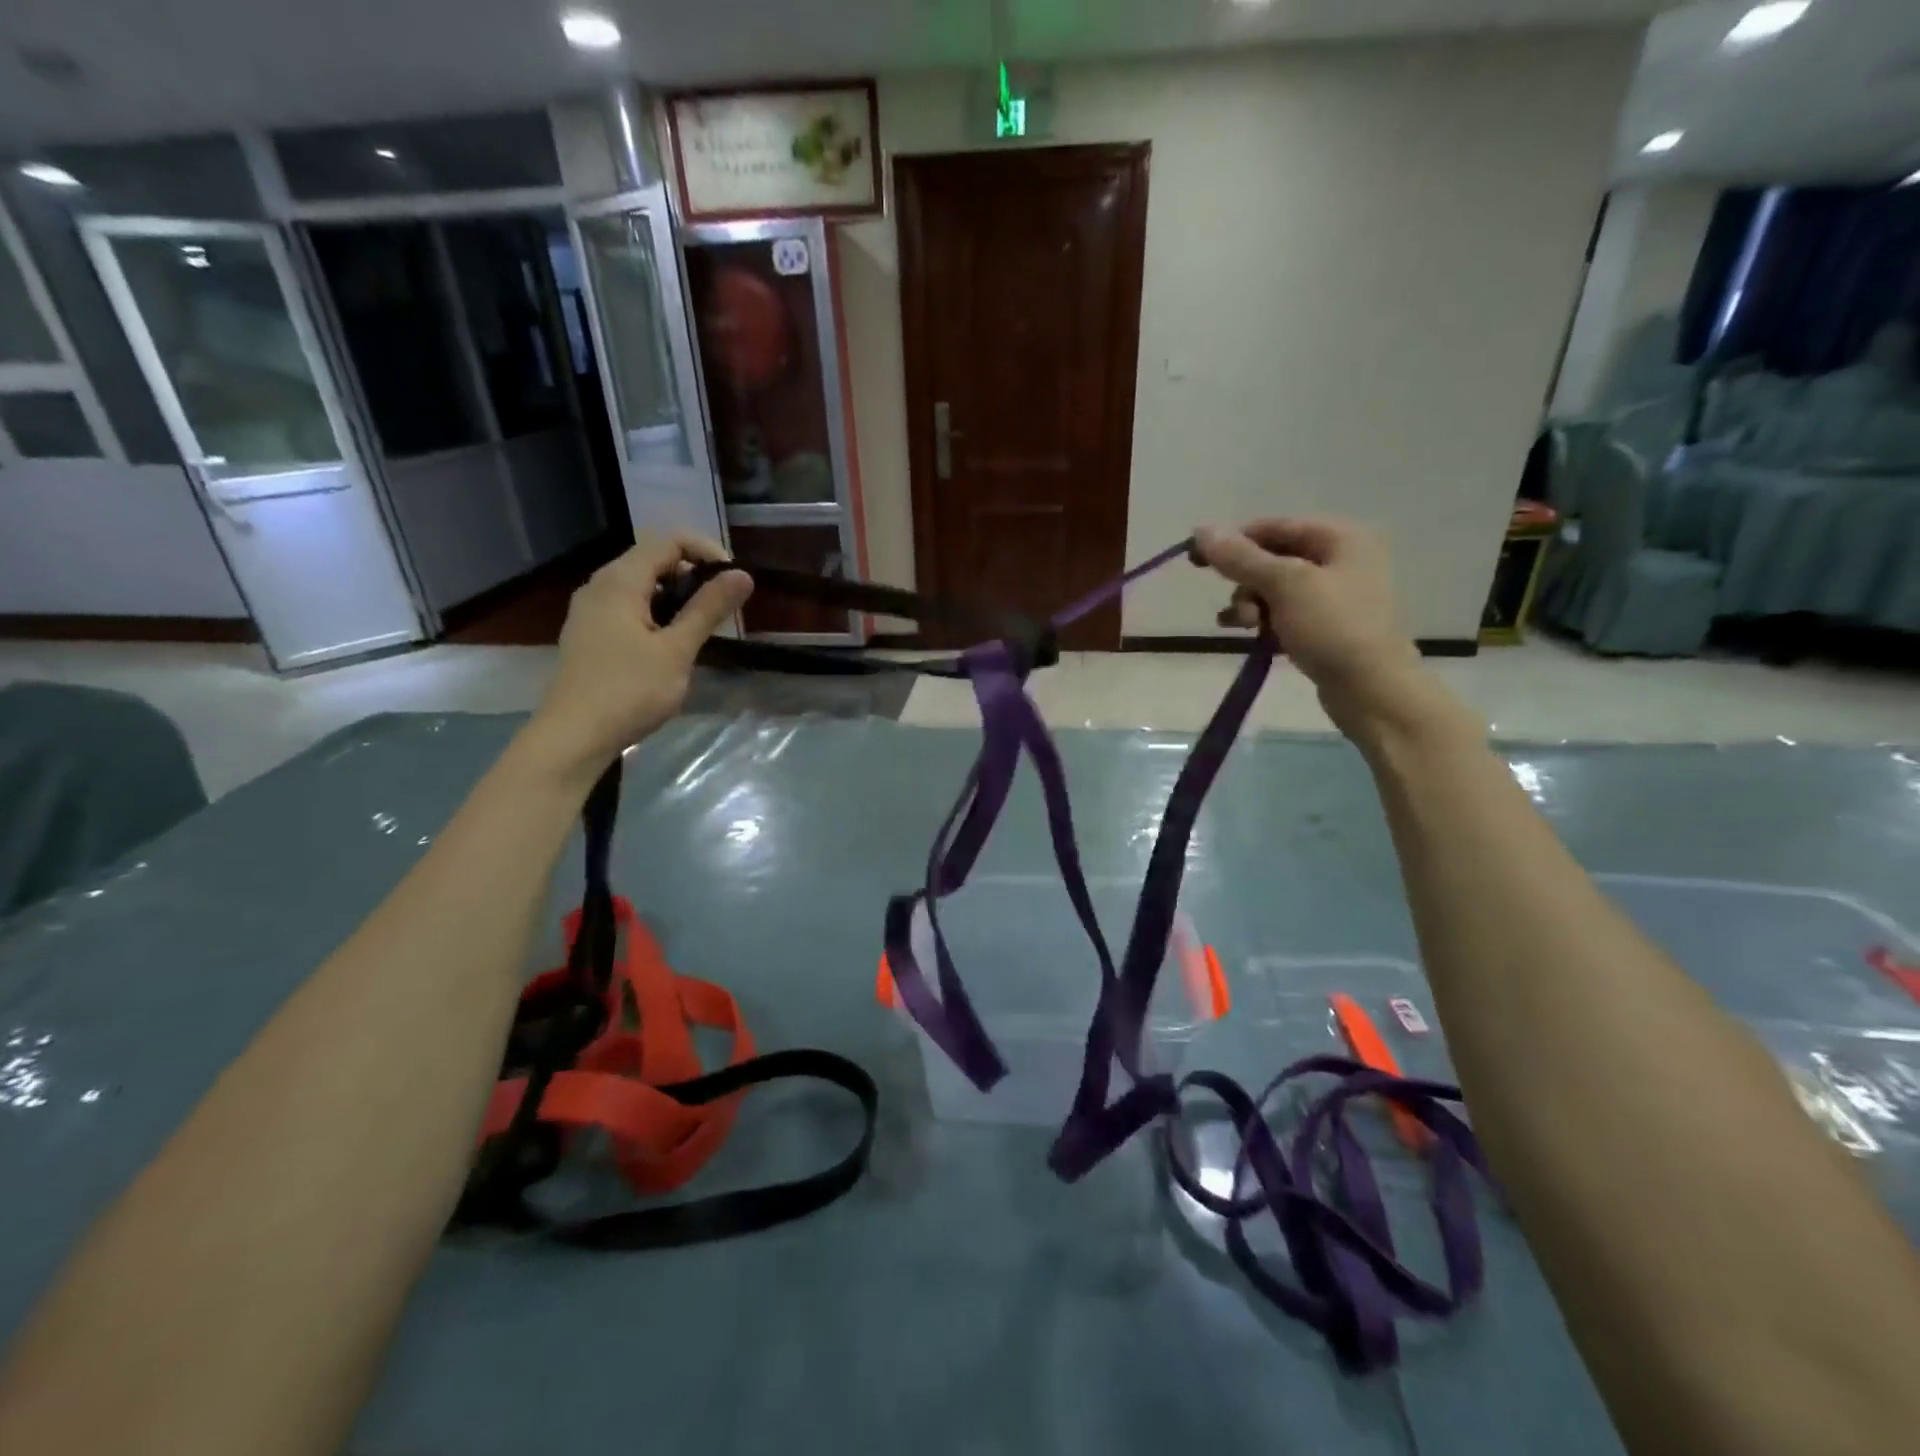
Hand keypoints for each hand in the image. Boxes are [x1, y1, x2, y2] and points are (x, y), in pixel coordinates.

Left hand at [522, 533, 751, 779]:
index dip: (707, 552)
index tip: (734, 582)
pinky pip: (628, 606)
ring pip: (641, 585)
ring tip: (702, 626)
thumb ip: (708, 608)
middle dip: (694, 575)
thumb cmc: (629, 690)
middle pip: (653, 559)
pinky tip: (670, 643)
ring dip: (676, 596)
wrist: (573, 736)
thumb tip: (743, 575)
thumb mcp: (677, 650)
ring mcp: (590, 610)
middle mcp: (600, 585)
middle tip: (723, 607)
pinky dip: (656, 612)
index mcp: (620, 581)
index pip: (669, 541)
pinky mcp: (589, 633)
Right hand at [1192, 517, 1427, 738]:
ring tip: (1244, 626)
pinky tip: (1248, 634)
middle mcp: (1342, 558)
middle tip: (1236, 608)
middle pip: (1273, 557)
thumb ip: (1241, 557)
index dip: (1234, 541)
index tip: (1197, 561)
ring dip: (1250, 603)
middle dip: (1245, 581)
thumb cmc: (1333, 628)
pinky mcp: (1328, 624)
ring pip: (1275, 587)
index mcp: (1341, 537)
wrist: (1372, 689)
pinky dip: (1264, 619)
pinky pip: (1285, 611)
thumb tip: (1200, 529)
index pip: (1274, 526)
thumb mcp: (1284, 585)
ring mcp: (1336, 594)